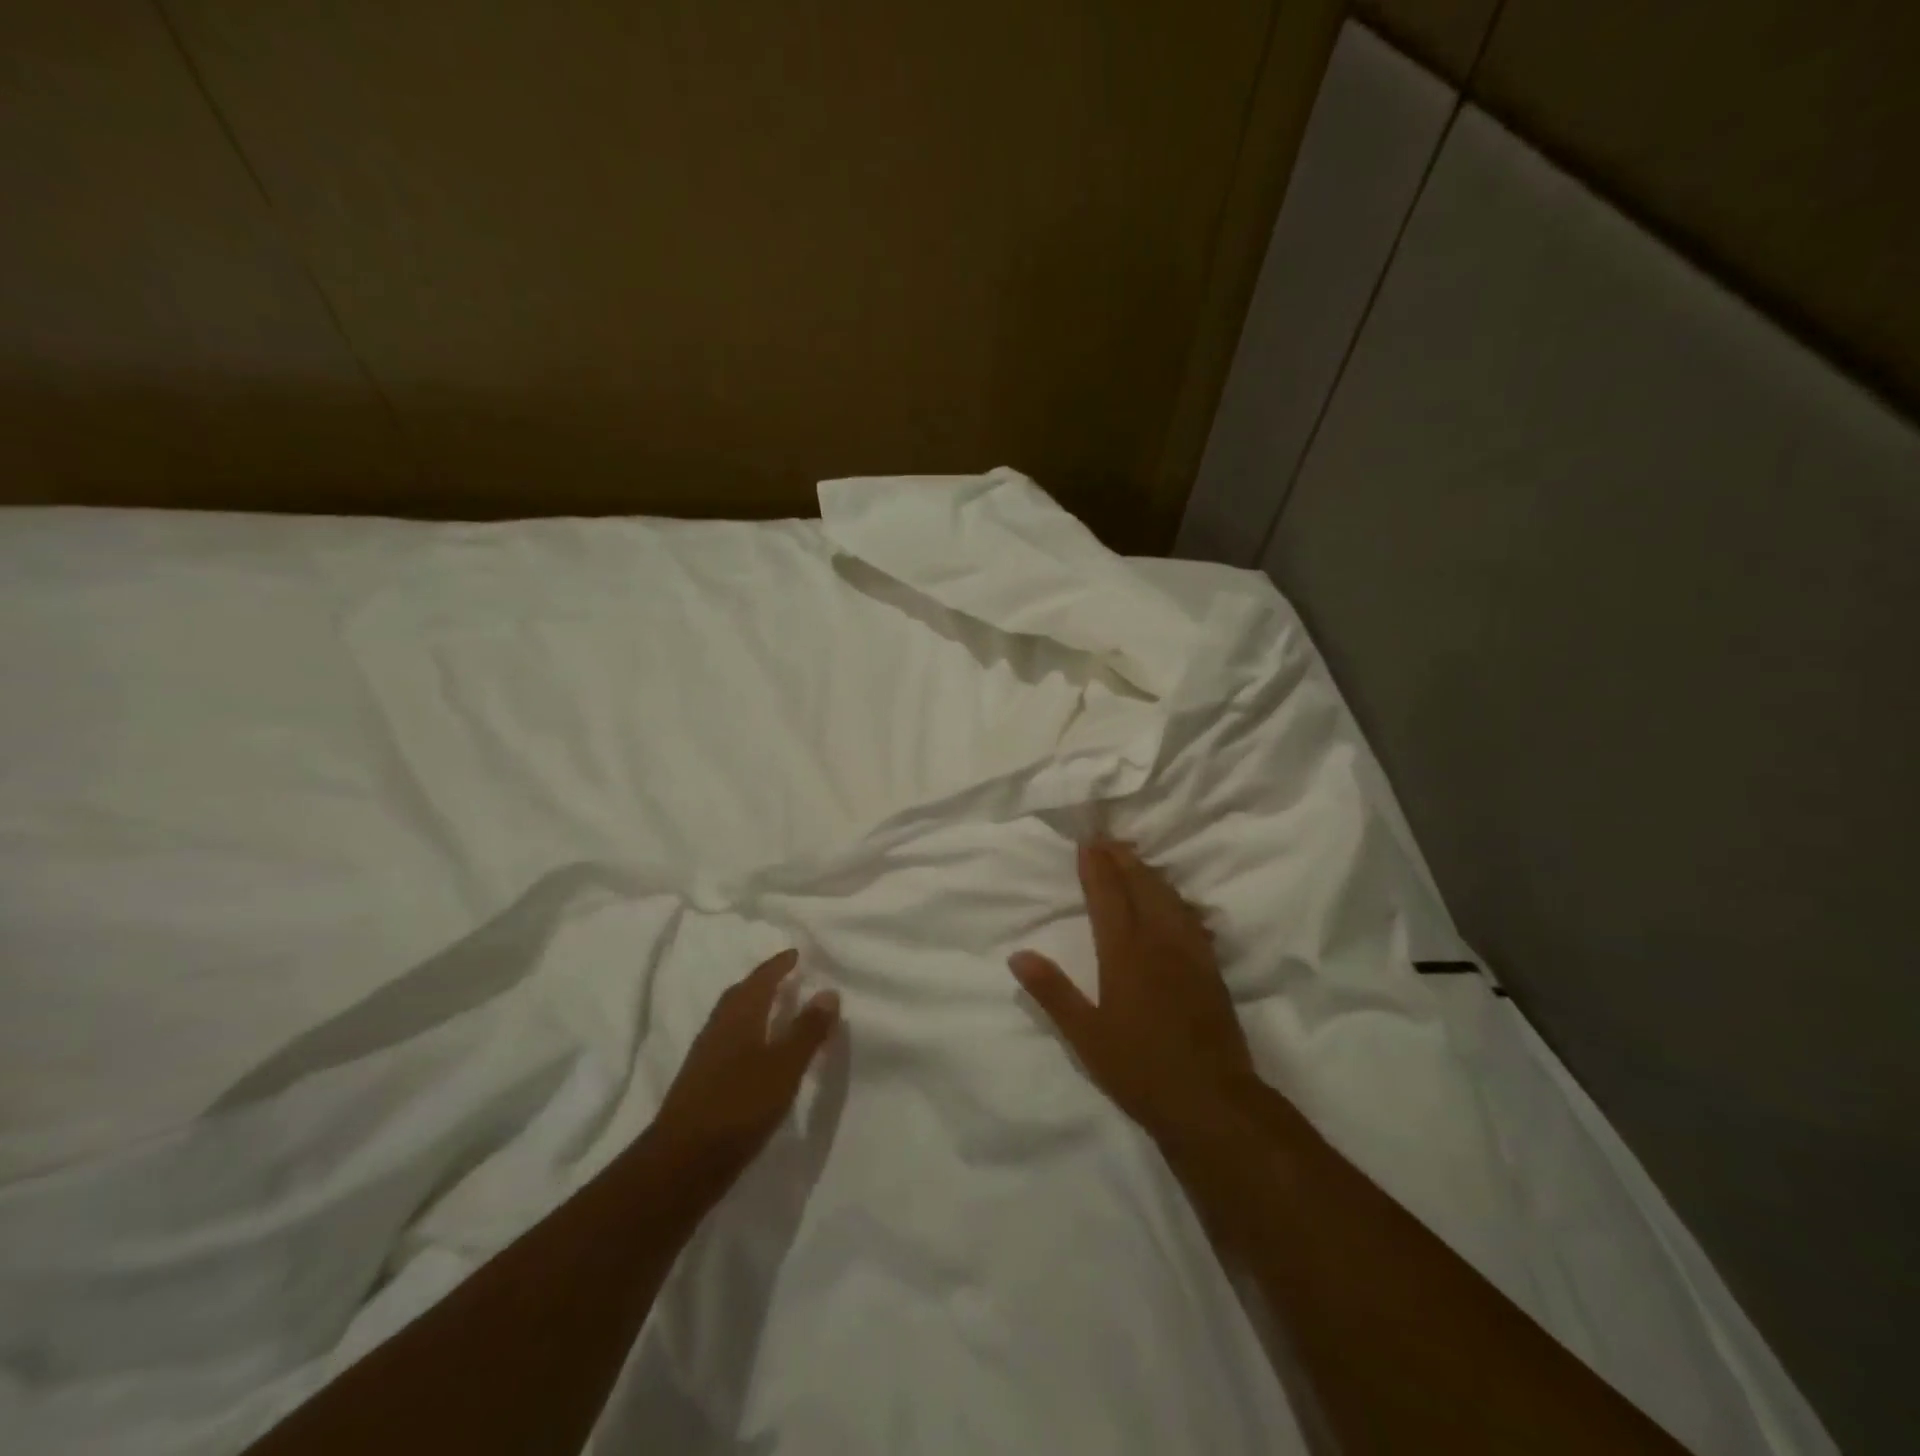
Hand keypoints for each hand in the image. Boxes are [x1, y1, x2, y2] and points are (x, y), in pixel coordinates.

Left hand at [650, 950, 840, 1192]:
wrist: (682, 1163)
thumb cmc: (739, 1106)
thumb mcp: (784, 1067)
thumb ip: (807, 1030)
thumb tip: (828, 991)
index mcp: (739, 1016)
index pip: (761, 979)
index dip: (778, 965)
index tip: (795, 954)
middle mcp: (718, 1028)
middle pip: (740, 995)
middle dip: (762, 982)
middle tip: (784, 977)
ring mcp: (705, 1056)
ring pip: (732, 1019)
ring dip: (752, 1008)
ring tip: (774, 1011)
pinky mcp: (700, 1083)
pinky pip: (727, 1042)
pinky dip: (746, 1035)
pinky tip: (756, 1054)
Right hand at [1010, 837, 1250, 1140]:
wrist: (1212, 1100)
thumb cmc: (1140, 1069)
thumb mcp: (1085, 1036)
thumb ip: (1052, 992)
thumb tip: (1018, 955)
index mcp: (1124, 953)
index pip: (1107, 896)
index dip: (1096, 867)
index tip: (1087, 841)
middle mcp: (1159, 941)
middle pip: (1141, 886)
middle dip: (1123, 859)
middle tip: (1109, 839)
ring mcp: (1190, 953)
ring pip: (1169, 898)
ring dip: (1150, 874)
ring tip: (1136, 859)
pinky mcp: (1211, 969)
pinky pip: (1192, 919)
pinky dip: (1178, 900)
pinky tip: (1178, 902)